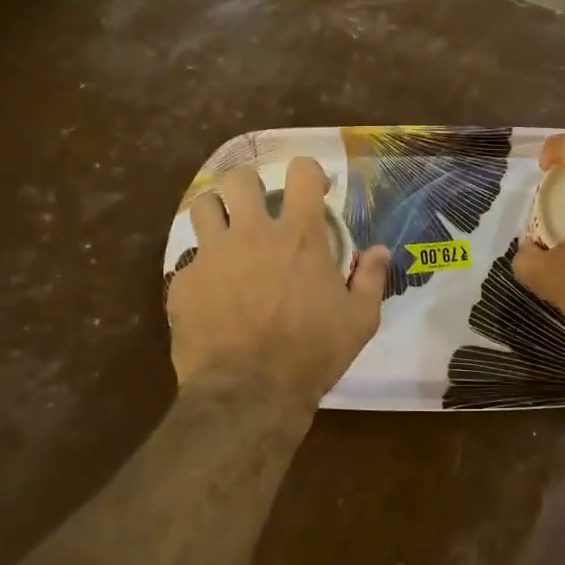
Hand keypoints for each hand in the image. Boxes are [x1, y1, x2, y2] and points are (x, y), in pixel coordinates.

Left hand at [167, 158, 390, 408]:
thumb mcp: (360, 320)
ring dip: (217, 213)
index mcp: (299, 235)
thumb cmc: (312, 353)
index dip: (308, 173)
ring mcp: (213, 254)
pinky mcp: (185, 281)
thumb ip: (372, 279)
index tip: (314, 191)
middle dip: (251, 186)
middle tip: (260, 208)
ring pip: (203, 205)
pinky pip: (189, 259)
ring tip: (226, 233)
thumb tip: (380, 250)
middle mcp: (253, 232)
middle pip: (241, 179)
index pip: (301, 171)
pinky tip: (212, 291)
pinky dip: (202, 267)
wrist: (248, 393)